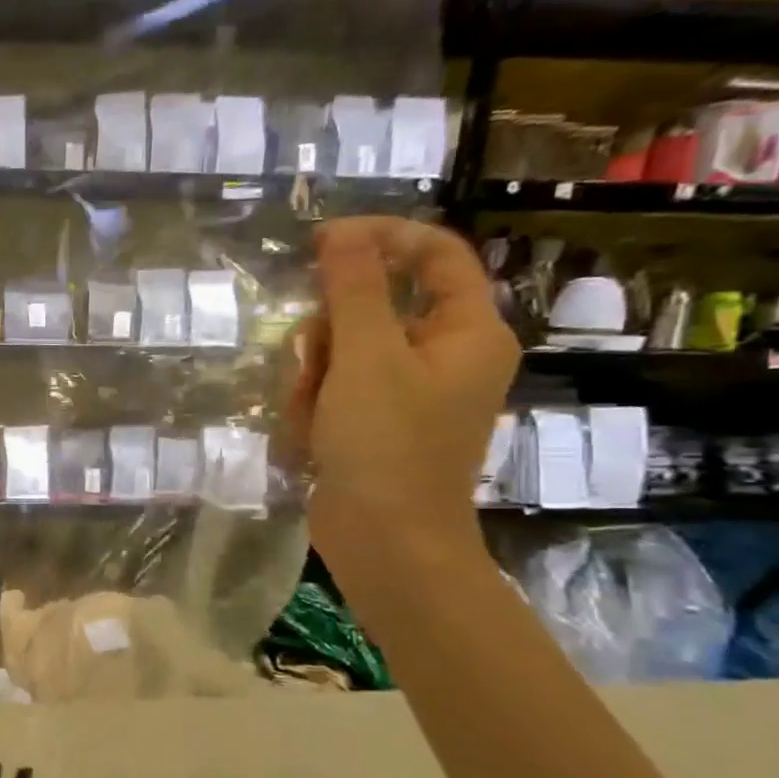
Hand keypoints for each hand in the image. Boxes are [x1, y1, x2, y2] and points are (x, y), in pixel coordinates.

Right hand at [289, 217, 518, 601]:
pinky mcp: (377, 423)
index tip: (319, 243)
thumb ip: (354, 290)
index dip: (380, 238)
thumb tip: (341, 234)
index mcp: (468, 332)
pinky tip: (310, 434)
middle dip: (331, 331)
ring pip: (346, 349)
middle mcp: (446, 356)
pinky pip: (337, 387)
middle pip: (378, 305)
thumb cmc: (386, 446)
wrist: (385, 543)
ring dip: (314, 373)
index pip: (434, 255)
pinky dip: (315, 403)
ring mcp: (410, 393)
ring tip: (311, 411)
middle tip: (311, 359)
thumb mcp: (366, 358)